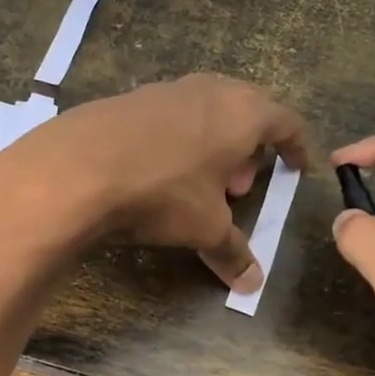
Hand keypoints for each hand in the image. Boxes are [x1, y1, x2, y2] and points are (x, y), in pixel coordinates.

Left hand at [0, 74, 309, 290]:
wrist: (76, 169)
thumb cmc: (162, 193)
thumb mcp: (204, 227)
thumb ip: (233, 251)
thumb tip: (252, 285)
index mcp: (241, 113)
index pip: (286, 121)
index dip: (296, 146)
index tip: (298, 166)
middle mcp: (207, 90)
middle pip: (244, 110)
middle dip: (249, 147)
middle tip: (239, 185)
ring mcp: (164, 90)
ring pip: (203, 111)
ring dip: (211, 143)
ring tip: (199, 181)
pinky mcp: (126, 99)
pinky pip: (167, 117)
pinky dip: (175, 140)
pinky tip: (156, 171)